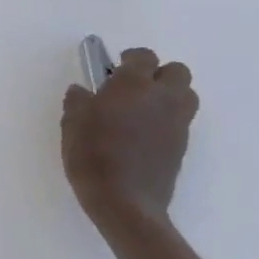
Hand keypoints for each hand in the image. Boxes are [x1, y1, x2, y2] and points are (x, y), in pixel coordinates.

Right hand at [61, 48, 198, 242]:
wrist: (125, 202)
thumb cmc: (93, 155)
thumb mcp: (72, 123)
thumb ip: (78, 100)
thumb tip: (83, 92)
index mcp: (134, 84)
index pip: (144, 56)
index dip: (130, 59)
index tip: (113, 70)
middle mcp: (162, 98)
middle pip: (177, 71)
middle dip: (159, 74)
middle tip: (133, 87)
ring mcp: (177, 123)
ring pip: (186, 95)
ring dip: (169, 95)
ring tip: (143, 110)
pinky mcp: (182, 146)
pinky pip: (181, 121)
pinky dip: (167, 120)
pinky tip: (144, 135)